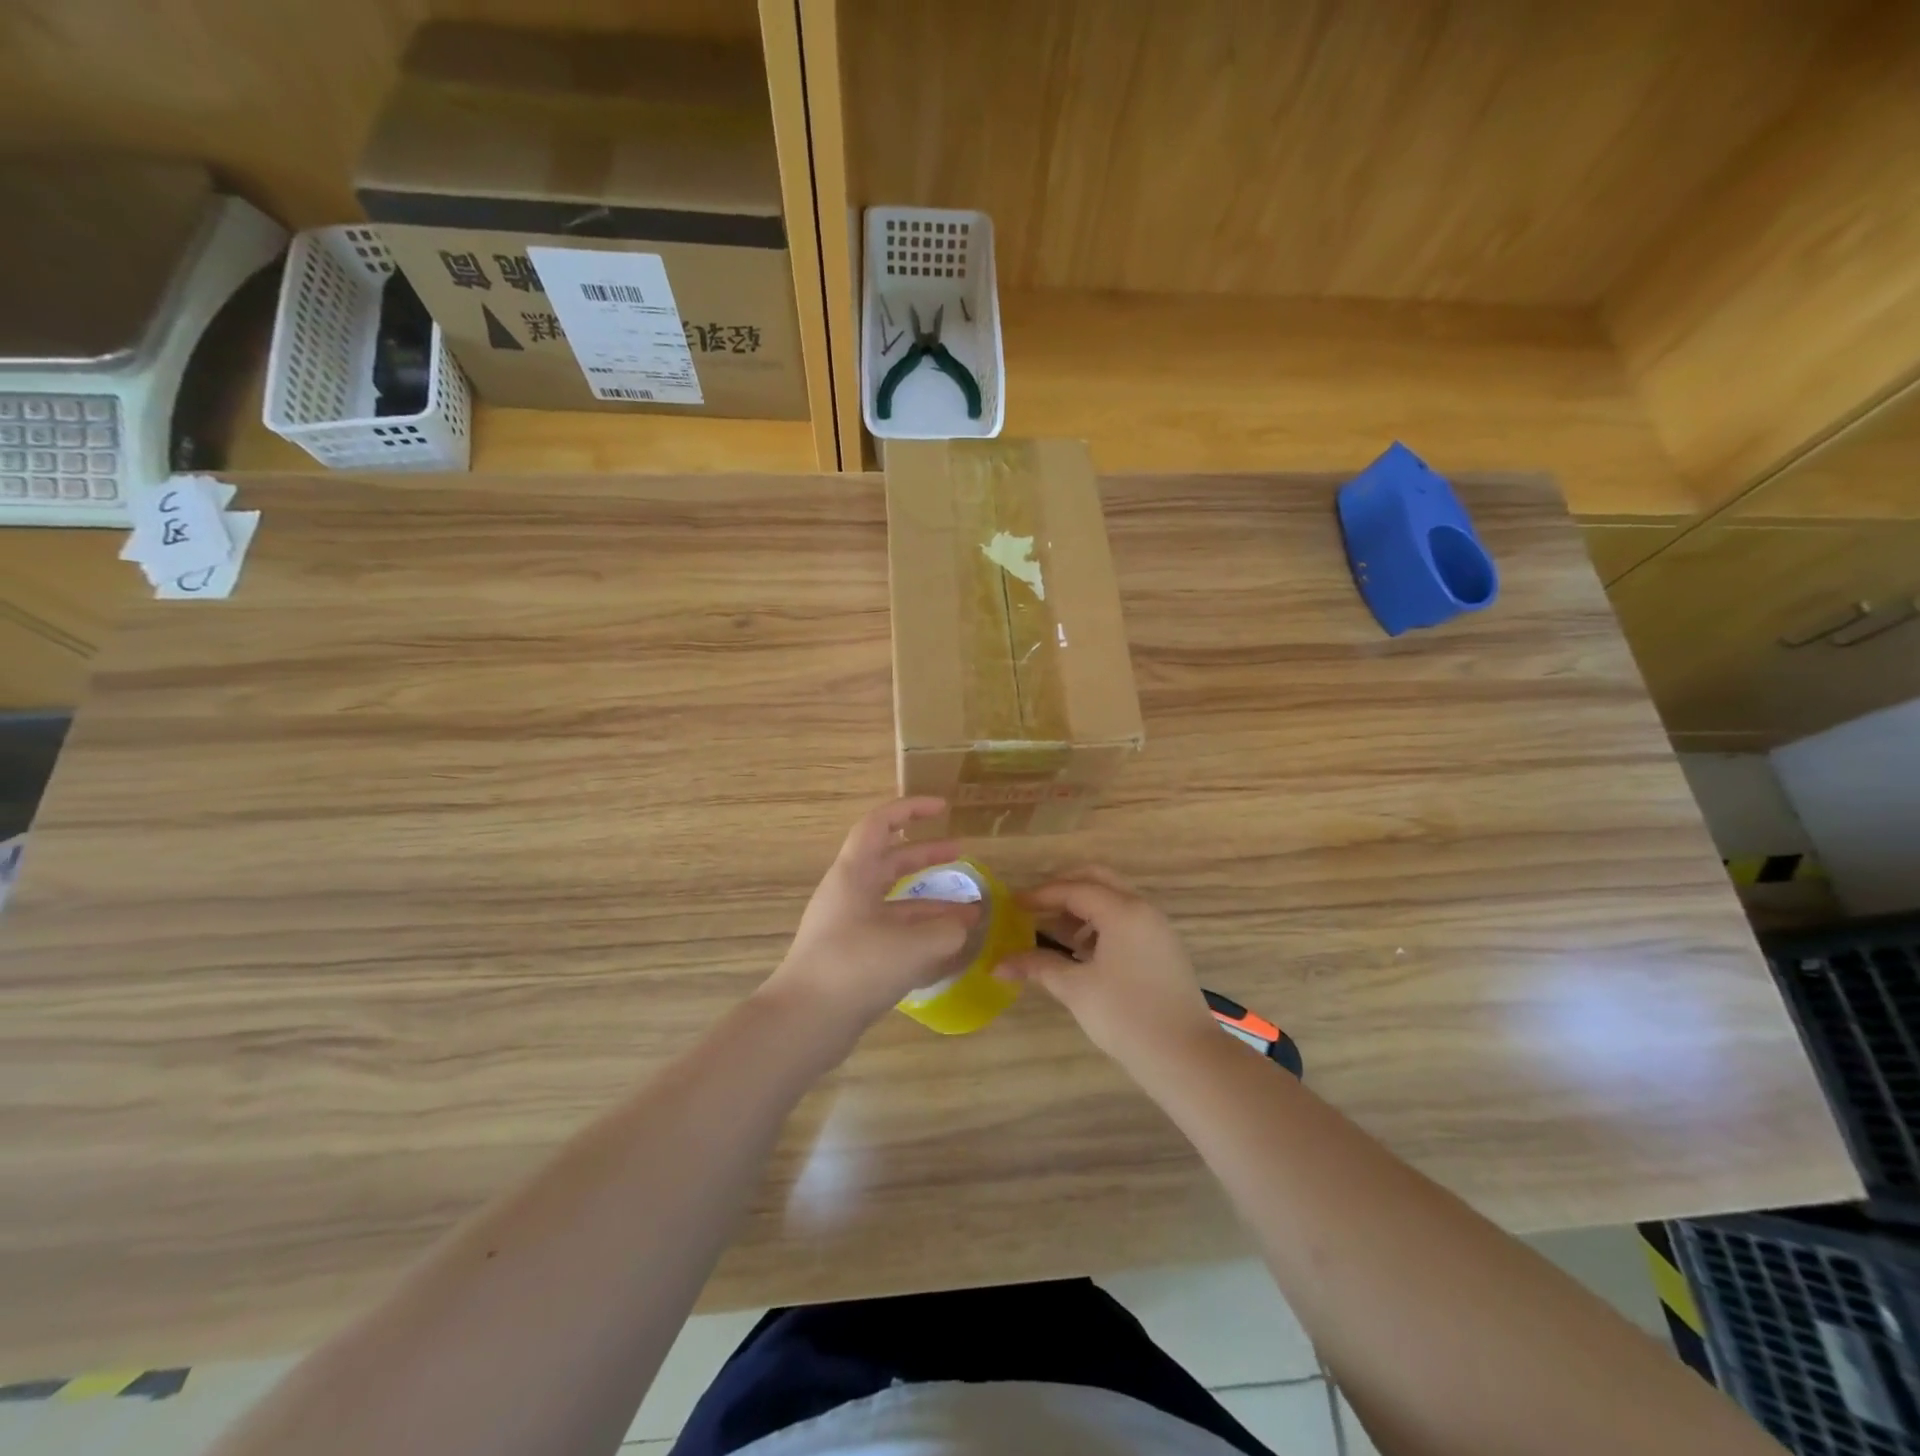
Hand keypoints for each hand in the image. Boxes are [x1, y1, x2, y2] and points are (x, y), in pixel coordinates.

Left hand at [760, 798, 980, 1040]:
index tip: (943, 808)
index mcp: (854, 874)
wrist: (804, 1023)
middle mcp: (849, 893)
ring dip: (931, 902)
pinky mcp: (852, 957)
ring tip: (970, 912)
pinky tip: (948, 949)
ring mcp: (849, 926)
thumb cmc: (856, 968)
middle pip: (890, 861)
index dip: (912, 809)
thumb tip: (965, 924)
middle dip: (927, 855)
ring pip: (895, 901)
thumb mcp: (913, 945)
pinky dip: (920, 933)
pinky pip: (891, 932)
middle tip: (961, 854)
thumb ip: (948, 930)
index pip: (881, 824)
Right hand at [997, 866, 1218, 1067]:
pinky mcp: (1165, 947)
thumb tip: (998, 964)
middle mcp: (1142, 909)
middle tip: (1036, 906)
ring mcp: (1158, 927)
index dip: (1040, 895)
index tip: (1013, 904)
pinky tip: (1085, 952)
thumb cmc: (1126, 1016)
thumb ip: (1037, 966)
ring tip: (1057, 933)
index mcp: (1122, 911)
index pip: (1073, 889)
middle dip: (1064, 888)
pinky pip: (1128, 918)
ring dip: (1084, 906)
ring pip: (1115, 898)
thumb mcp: (1075, 989)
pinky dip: (1102, 923)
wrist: (1185, 1056)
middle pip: (1098, 880)